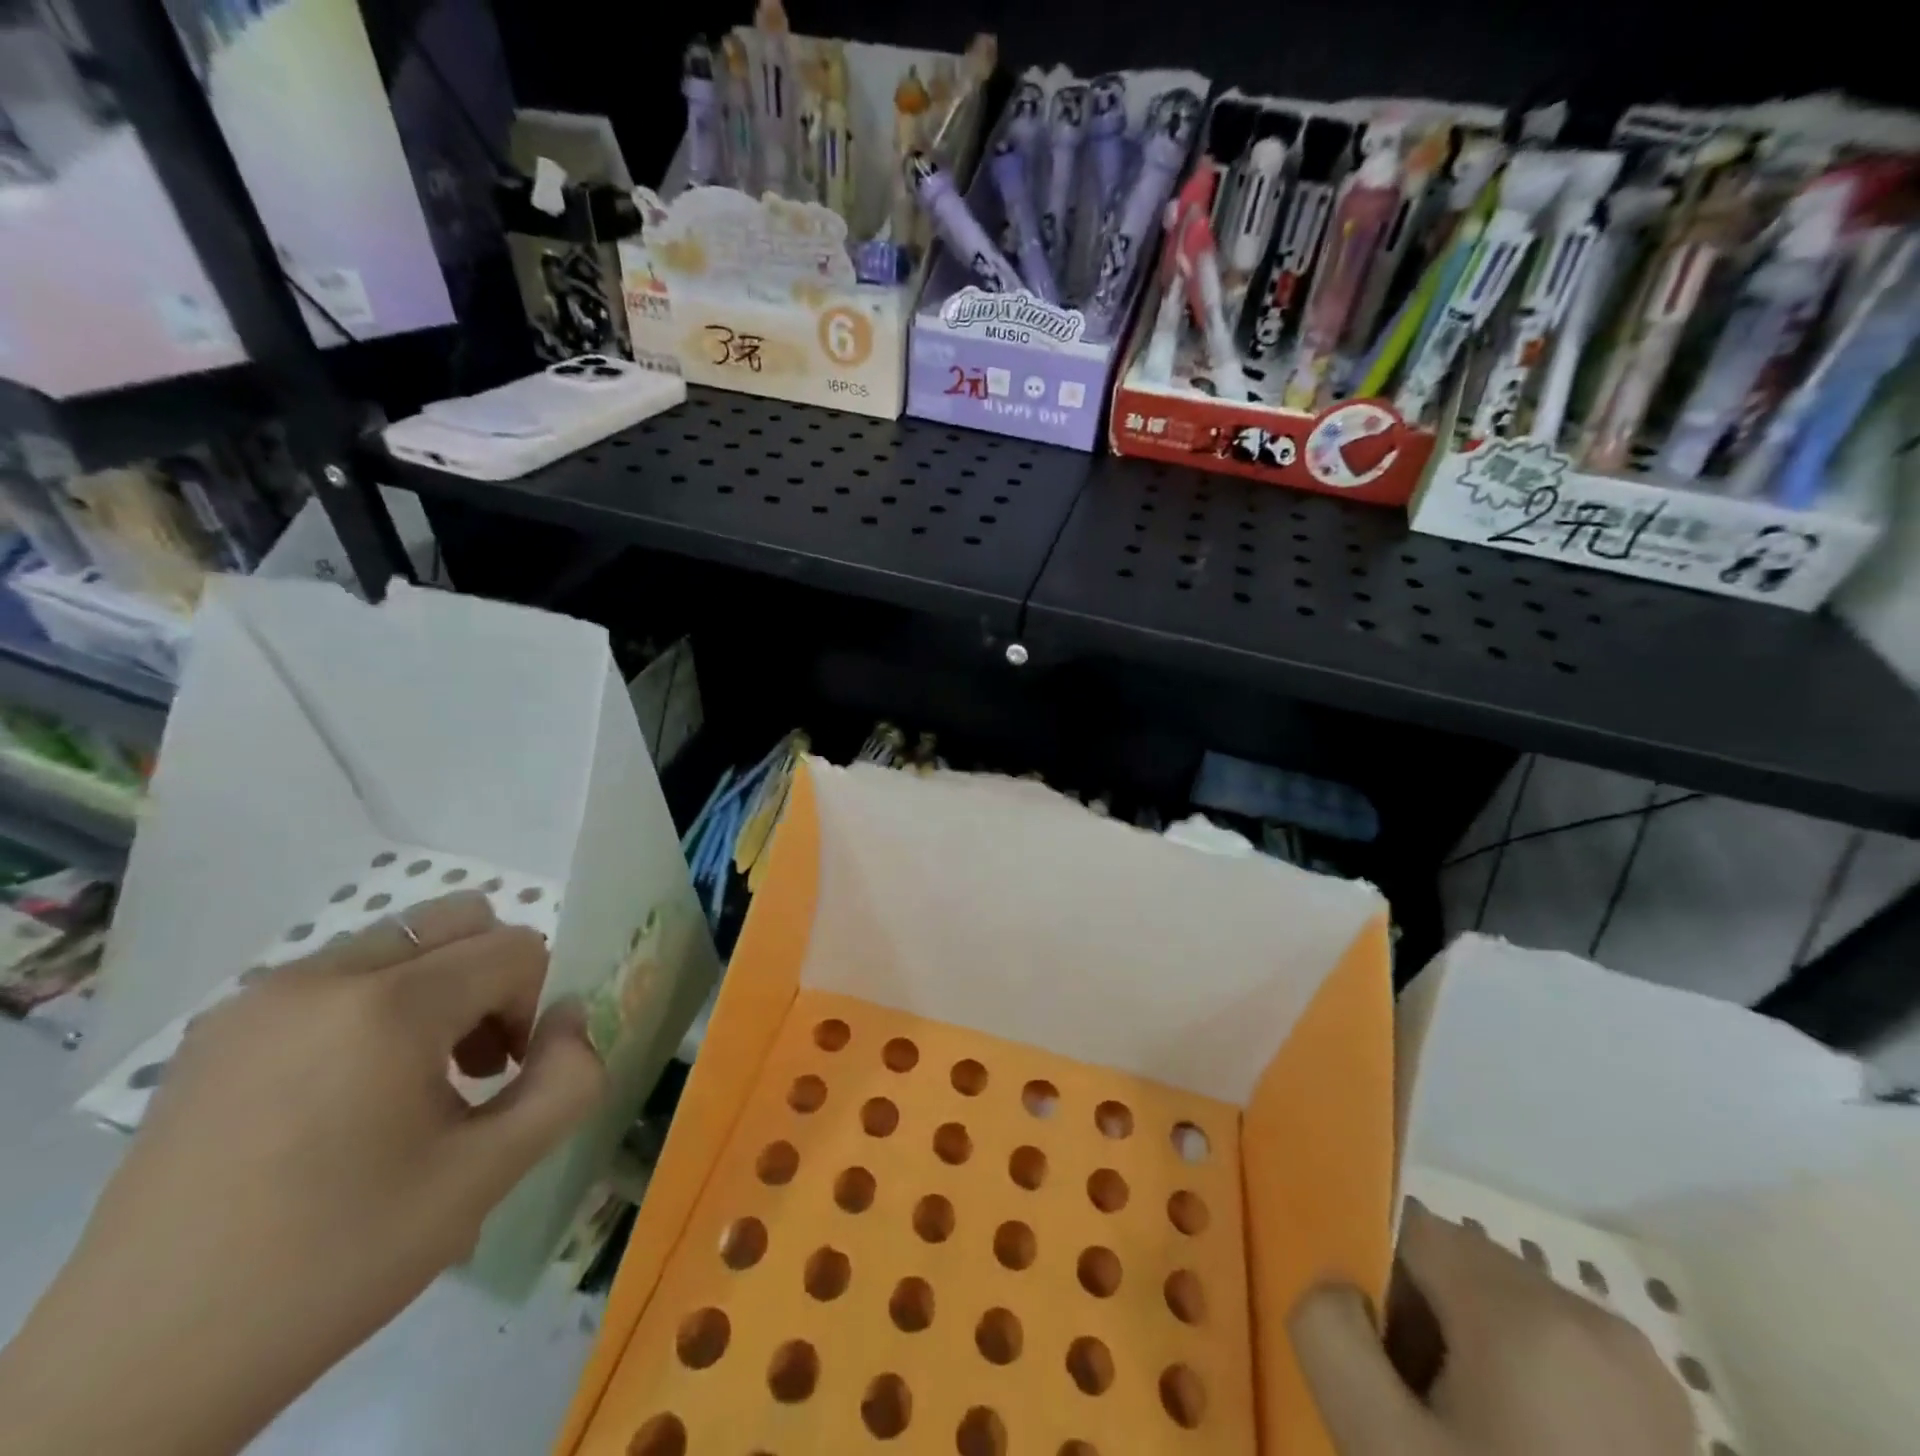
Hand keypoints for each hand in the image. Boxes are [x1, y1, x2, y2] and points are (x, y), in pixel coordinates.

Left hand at [0, 892, 604, 1455]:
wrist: (141, 1366)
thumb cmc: (338, 1258)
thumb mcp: (487, 1175)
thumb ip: (567, 1081)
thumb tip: (573, 1017)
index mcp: (386, 1006)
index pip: (513, 948)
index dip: (535, 1003)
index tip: (512, 1075)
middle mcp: (320, 976)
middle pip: (457, 920)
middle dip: (491, 980)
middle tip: (477, 1064)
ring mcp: (257, 999)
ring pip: (398, 946)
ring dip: (436, 993)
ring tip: (413, 1085)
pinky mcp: (217, 1031)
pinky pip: (335, 978)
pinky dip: (375, 1008)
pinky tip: (346, 1096)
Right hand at [1291, 1202, 1694, 1455]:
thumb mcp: (1381, 1448)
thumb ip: (1329, 1334)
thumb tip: (1334, 1286)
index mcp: (1532, 1314)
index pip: (1412, 1230)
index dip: (1374, 1283)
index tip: (1377, 1366)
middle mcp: (1598, 1322)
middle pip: (1461, 1267)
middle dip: (1421, 1321)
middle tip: (1413, 1415)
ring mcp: (1647, 1379)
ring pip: (1506, 1312)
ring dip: (1466, 1355)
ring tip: (1461, 1442)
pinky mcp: (1670, 1428)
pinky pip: (1556, 1358)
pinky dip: (1518, 1386)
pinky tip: (1513, 1454)